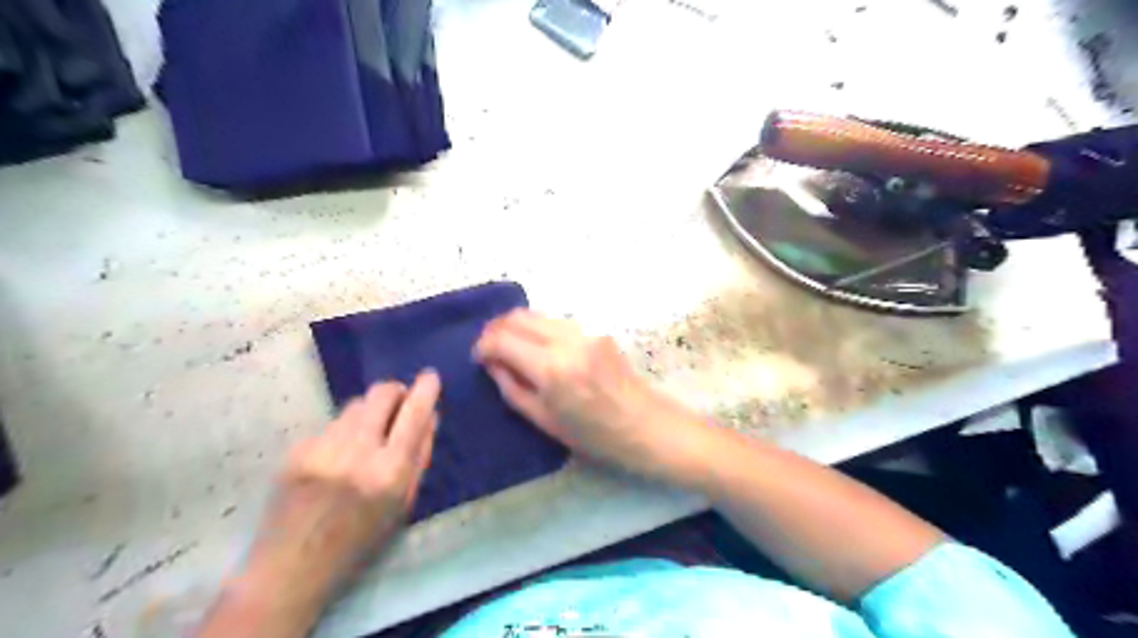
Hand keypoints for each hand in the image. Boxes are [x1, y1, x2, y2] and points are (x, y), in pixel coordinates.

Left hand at [241, 374, 435, 607]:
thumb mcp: (402, 506)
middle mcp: (356, 452)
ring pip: (355, 404)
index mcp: (389, 472)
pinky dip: (342, 431)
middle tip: (399, 401)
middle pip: (381, 394)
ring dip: (369, 411)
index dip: (425, 390)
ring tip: (366, 435)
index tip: (431, 376)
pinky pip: (331, 424)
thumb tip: (430, 416)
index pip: (414, 415)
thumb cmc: (359, 542)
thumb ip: (419, 457)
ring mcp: (322, 448)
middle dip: (395, 391)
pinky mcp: (297, 450)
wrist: (291, 567)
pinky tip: (335, 457)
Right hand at [474, 311, 707, 484]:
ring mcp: (585, 332)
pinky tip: (539, 349)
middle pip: (518, 317)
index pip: (502, 339)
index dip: (483, 346)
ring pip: (538, 315)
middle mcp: (567, 341)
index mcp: (552, 369)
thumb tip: (491, 363)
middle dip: (496, 330)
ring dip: (518, 327)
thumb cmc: (595, 436)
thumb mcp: (544, 420)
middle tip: (489, 349)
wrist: (647, 427)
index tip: (478, 359)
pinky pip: (558, 323)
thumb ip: (512, 387)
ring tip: (511, 348)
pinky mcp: (598, 331)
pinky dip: (540, 330)